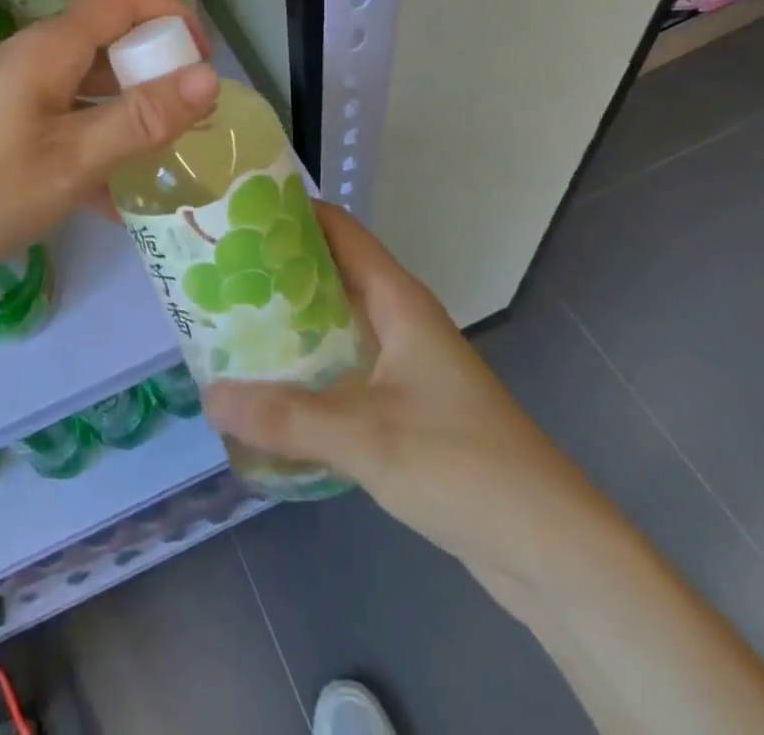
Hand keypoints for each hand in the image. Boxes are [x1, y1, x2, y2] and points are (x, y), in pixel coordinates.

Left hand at [0, 0, 220, 287]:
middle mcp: (33, 57)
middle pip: (108, 39)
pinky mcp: (1, 123)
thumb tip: (209, 76)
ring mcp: (14, 90)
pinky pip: (63, 116)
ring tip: (160, 158)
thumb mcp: (72, 160)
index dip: (172, 14)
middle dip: (155, 70)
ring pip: (87, 83)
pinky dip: (94, 140)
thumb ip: (140, 119)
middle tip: (187, 119)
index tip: (203, 61)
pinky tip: (110, 197)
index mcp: (50, 48)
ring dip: (127, 111)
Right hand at [201, 205, 631, 601]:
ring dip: (286, 322)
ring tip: (226, 322)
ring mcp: (403, 365)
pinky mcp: (403, 407)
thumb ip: (286, 417)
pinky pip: (342, 369)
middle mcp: (399, 320)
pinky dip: (305, 368)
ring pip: (333, 324)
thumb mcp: (367, 437)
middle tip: (215, 271)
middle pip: (329, 274)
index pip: (339, 230)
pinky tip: (266, 387)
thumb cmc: (465, 466)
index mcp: (398, 301)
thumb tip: (210, 397)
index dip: (291, 212)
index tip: (235, 212)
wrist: (553, 551)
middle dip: (274, 270)